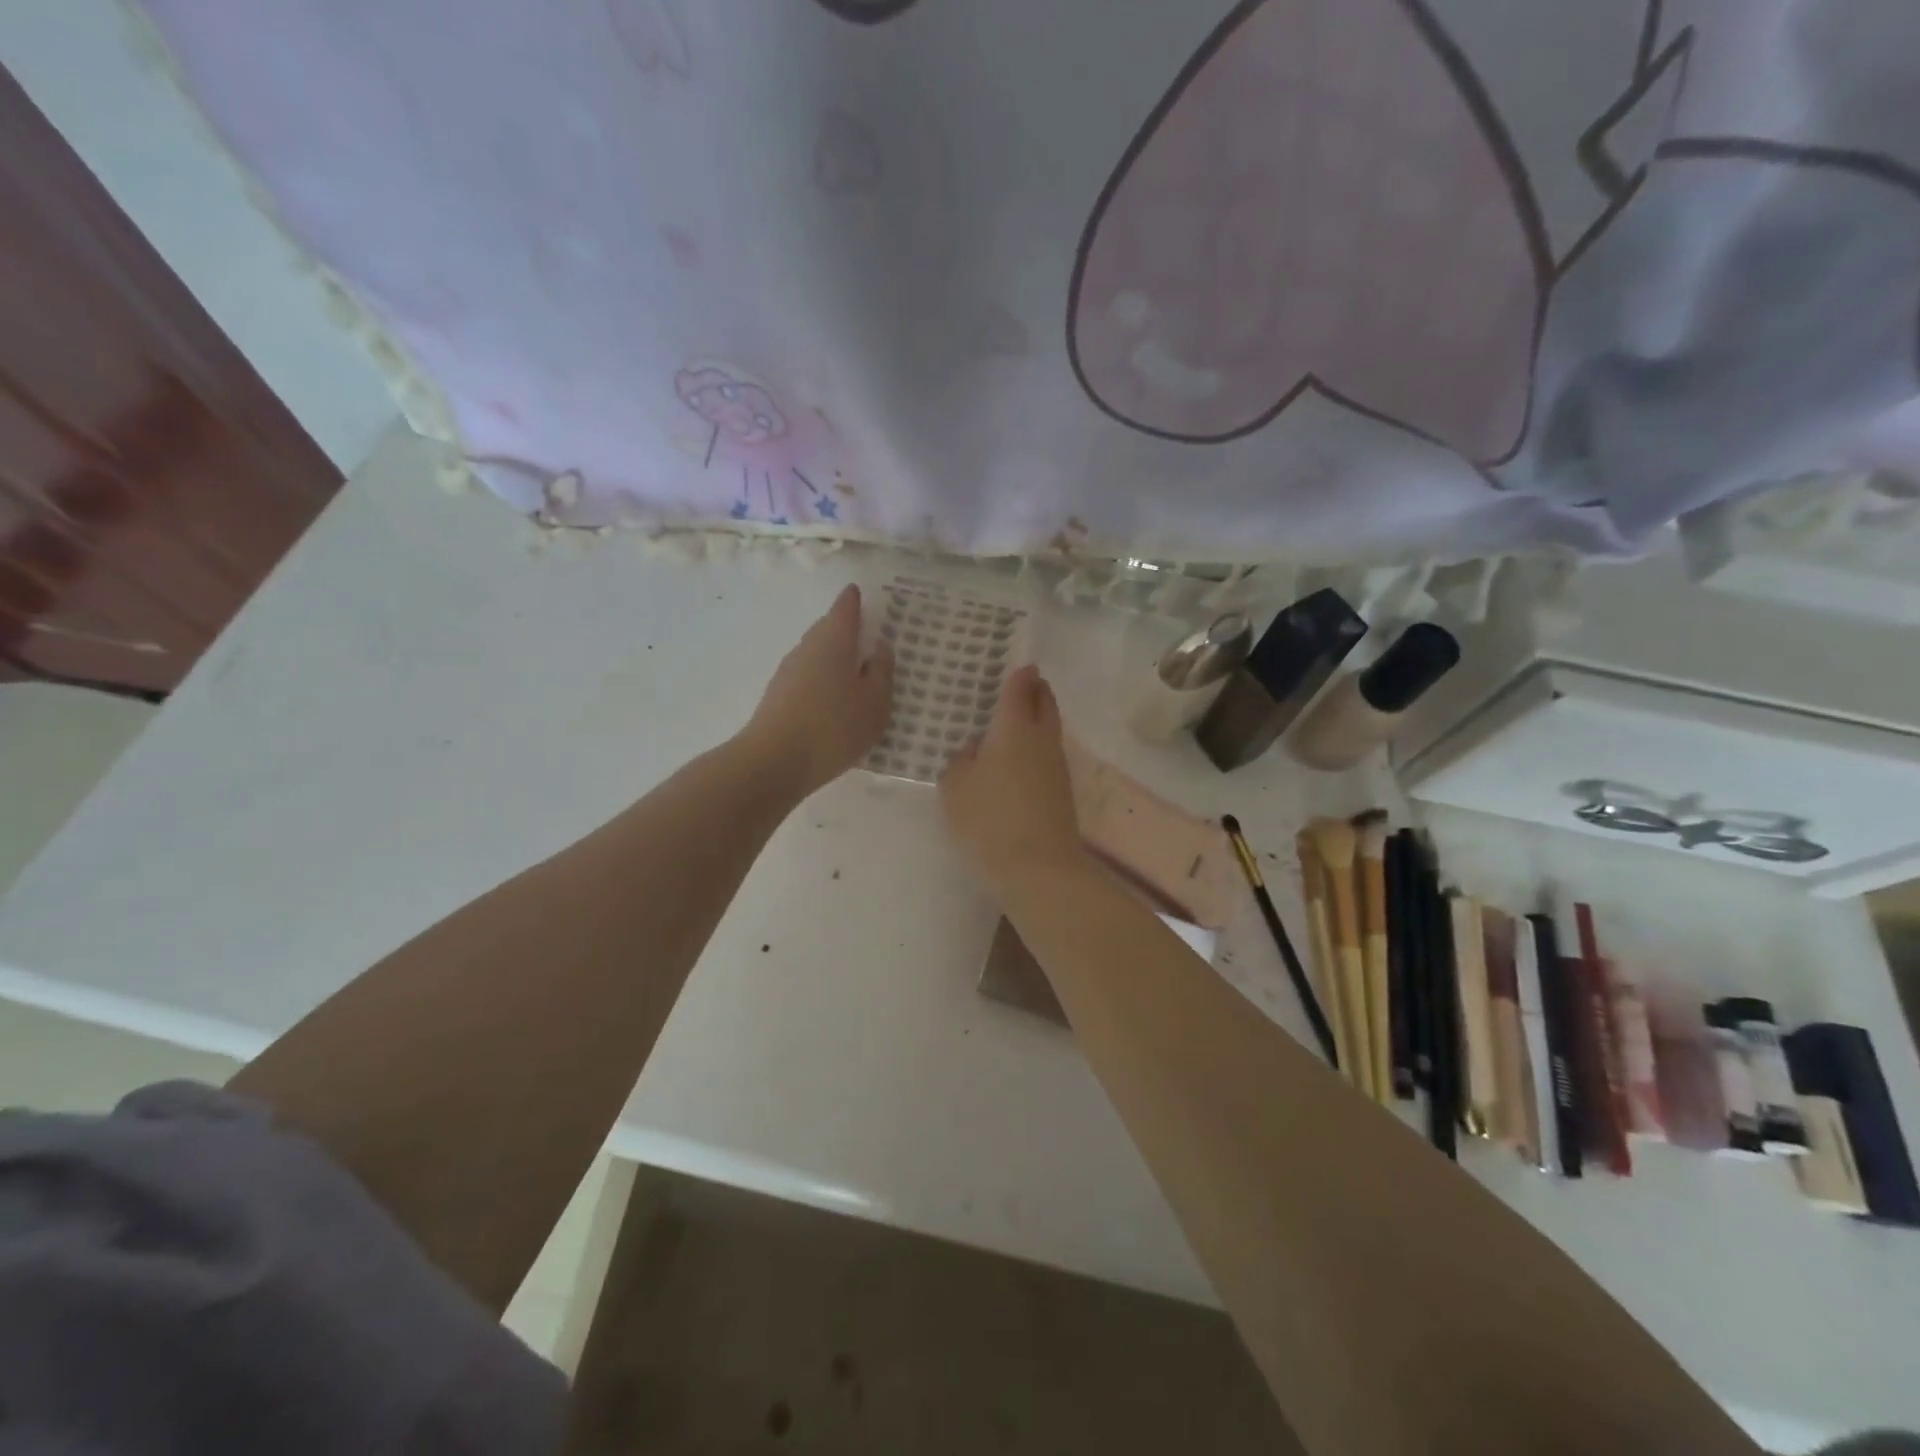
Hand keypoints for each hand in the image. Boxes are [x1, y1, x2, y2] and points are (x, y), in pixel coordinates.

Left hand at [742, 585, 893, 799]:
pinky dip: (824, 679)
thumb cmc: (834, 726)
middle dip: (845, 629)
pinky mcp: (779, 698)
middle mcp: (807, 648)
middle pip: (827, 629)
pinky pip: (809, 677)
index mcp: (833, 640)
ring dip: (834, 657)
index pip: (844, 608)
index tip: (860, 593)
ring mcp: (788, 673)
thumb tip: (879, 647)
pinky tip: (834, 699)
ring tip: (855, 670)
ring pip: (816, 654)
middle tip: (866, 633)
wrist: (774, 763)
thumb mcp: (875, 702)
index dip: (854, 600)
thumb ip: (882, 672)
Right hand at [940, 664, 1083, 884]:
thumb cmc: (989, 818)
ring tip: (1019, 720)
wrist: (1039, 867)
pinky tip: (1020, 760)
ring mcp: (1056, 766)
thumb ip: (960, 761)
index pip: (1020, 689)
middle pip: (1045, 703)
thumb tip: (974, 751)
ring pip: (1050, 730)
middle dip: (1037, 690)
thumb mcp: (954, 786)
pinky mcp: (1061, 792)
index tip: (1020, 665)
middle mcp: (1041, 739)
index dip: (1019, 675)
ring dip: (1039, 719)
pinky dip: (1037, 747)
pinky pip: (1048, 755)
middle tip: (1026, 683)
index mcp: (1014, 728)